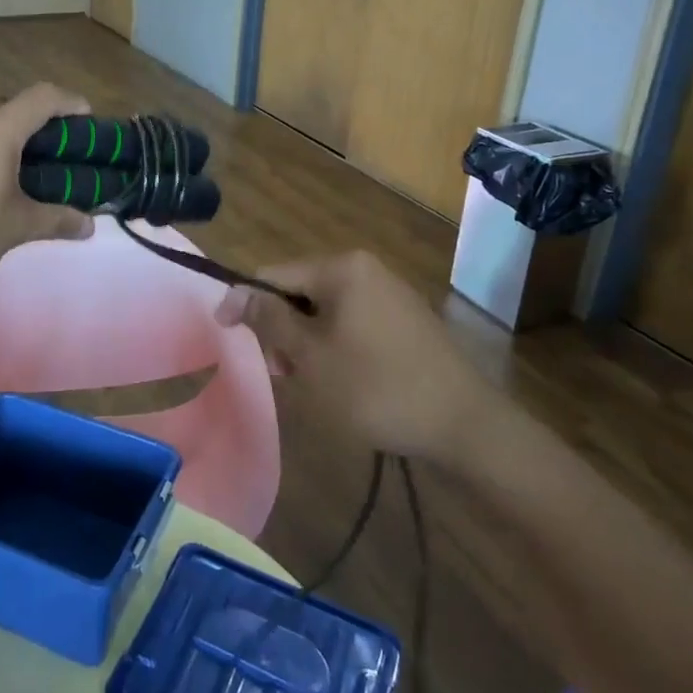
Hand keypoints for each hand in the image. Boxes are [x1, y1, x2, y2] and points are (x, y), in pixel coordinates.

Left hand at [0, 83, 95, 298]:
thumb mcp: (14, 229)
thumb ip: (56, 220)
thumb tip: (89, 226)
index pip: (42, 97)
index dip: (69, 101)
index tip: (85, 118)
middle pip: (8, 106)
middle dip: (34, 123)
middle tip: (50, 154)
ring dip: (0, 137)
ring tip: (11, 173)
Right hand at [216, 251, 491, 457]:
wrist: (465, 425)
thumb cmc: (377, 388)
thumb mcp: (312, 357)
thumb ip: (270, 320)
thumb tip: (234, 292)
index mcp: (342, 268)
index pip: (273, 274)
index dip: (245, 303)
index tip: (227, 338)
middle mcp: (366, 269)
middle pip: (299, 291)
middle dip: (281, 329)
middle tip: (283, 373)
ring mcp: (389, 293)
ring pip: (325, 310)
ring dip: (307, 341)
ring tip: (312, 382)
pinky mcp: (405, 319)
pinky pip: (353, 322)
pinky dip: (335, 345)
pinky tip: (343, 380)